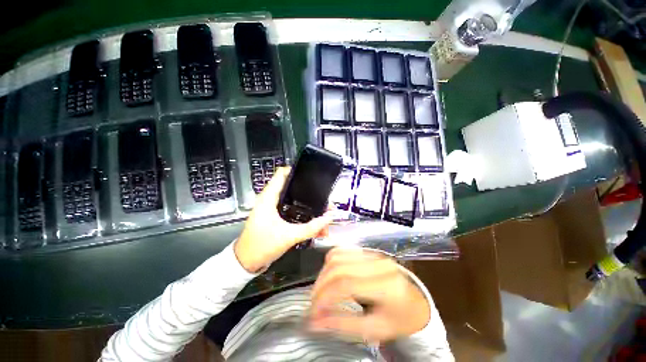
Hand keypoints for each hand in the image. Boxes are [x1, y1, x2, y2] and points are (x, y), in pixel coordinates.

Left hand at [234, 167, 332, 272]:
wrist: (246, 262)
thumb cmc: (263, 245)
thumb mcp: (289, 236)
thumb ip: (311, 227)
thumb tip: (328, 217)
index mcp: (269, 198)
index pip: (282, 174)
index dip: (297, 171)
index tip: (312, 175)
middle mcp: (270, 199)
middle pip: (292, 187)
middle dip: (308, 191)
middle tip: (323, 197)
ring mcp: (272, 208)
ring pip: (294, 199)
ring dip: (307, 204)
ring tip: (322, 211)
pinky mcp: (275, 216)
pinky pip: (291, 209)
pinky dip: (302, 213)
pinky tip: (314, 222)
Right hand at [309, 248, 430, 342]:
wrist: (414, 304)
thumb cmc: (397, 320)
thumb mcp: (373, 330)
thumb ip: (342, 324)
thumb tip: (314, 322)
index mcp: (385, 286)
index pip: (345, 284)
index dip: (324, 296)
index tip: (313, 311)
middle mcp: (378, 264)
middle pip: (339, 267)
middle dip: (321, 285)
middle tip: (314, 303)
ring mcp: (373, 255)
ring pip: (338, 255)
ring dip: (324, 273)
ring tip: (321, 291)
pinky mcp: (368, 252)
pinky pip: (343, 251)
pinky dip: (331, 262)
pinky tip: (329, 275)